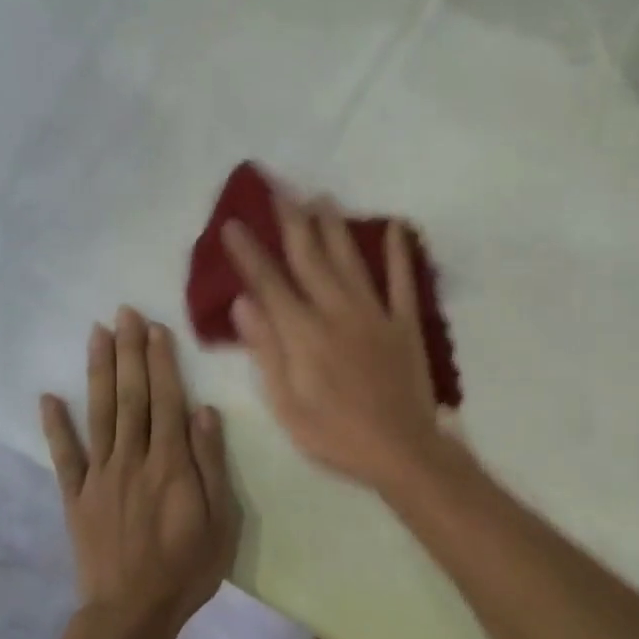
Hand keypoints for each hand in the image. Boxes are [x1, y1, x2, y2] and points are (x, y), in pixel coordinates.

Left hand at [41, 308, 239, 632]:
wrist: (132, 613)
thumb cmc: (187, 568)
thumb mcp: (219, 520)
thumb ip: (209, 464)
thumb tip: (204, 412)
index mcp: (170, 464)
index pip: (166, 401)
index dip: (160, 362)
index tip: (154, 328)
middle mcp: (132, 459)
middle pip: (131, 397)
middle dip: (128, 352)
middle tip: (123, 312)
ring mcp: (99, 476)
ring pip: (99, 414)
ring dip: (97, 372)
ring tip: (95, 334)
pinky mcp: (76, 497)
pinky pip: (64, 456)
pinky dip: (55, 426)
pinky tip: (48, 397)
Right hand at [221, 192, 452, 493]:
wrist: (401, 450)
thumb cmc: (335, 435)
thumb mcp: (286, 404)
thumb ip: (266, 351)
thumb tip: (243, 303)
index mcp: (304, 334)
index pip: (270, 283)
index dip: (249, 252)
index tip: (233, 223)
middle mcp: (338, 312)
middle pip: (310, 258)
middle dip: (291, 222)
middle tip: (279, 189)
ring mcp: (375, 315)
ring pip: (350, 260)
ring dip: (334, 227)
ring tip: (322, 196)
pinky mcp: (405, 324)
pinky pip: (403, 282)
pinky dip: (400, 254)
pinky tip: (396, 227)